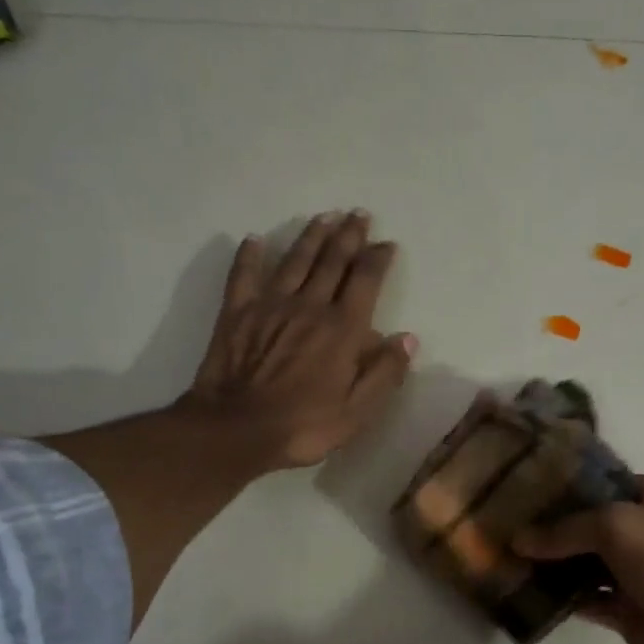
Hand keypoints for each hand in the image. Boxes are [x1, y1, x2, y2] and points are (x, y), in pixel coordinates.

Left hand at [183, 209, 416, 471]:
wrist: (237, 429)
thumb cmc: (303, 426)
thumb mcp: (357, 411)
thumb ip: (385, 373)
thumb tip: (407, 338)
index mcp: (341, 329)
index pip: (365, 281)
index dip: (378, 259)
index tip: (387, 243)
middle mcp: (309, 307)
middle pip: (332, 262)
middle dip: (348, 236)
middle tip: (358, 214)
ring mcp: (270, 306)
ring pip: (295, 260)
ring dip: (311, 236)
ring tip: (324, 217)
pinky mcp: (237, 313)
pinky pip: (244, 275)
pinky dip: (250, 256)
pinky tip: (255, 240)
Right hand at [515, 477, 643, 643]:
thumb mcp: (619, 527)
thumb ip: (566, 529)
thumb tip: (518, 540)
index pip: (603, 481)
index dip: (564, 484)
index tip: (520, 486)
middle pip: (589, 522)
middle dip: (550, 525)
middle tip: (503, 523)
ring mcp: (636, 572)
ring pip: (584, 561)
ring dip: (551, 562)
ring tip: (506, 556)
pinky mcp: (626, 609)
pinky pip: (585, 597)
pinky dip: (560, 596)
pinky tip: (526, 592)